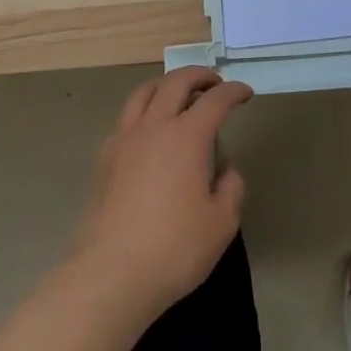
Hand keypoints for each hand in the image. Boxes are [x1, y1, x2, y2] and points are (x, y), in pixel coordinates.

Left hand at [71, 67, 252, 317]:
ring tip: (178, 95)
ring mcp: (124, 140)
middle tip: (214, 84)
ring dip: (166, 85)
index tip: (246, 93)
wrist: (110, 275)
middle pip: (176, 82)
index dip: (234, 92)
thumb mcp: (222, 224)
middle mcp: (154, 127)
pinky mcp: (104, 160)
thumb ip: (231, 188)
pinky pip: (125, 119)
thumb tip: (226, 169)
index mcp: (187, 136)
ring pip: (144, 92)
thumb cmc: (174, 249)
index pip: (215, 100)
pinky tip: (149, 132)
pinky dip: (143, 112)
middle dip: (199, 76)